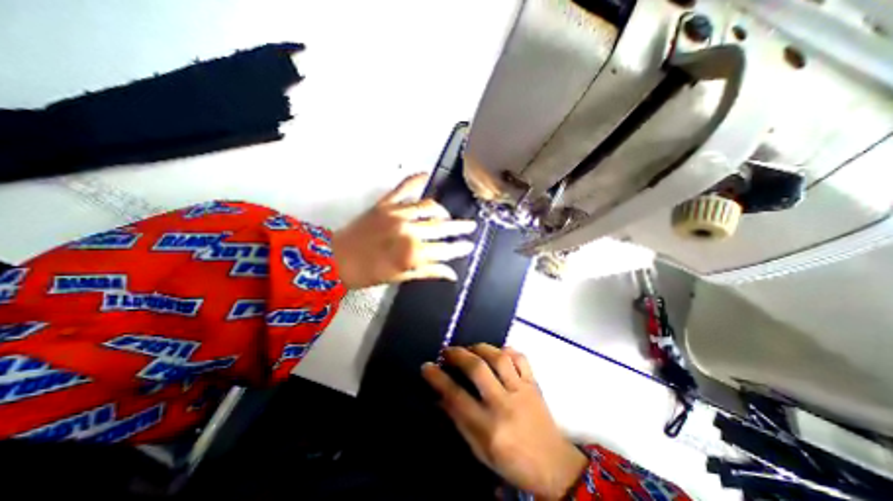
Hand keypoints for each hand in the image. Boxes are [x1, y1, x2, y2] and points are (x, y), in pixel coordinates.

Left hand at [331, 174, 477, 289]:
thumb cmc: (369, 273)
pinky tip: (426, 175)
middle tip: (471, 226)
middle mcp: (409, 230)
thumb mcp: (401, 277)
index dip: (460, 247)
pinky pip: (404, 188)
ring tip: (447, 215)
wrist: (336, 260)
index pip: (446, 249)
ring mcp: (397, 214)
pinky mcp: (385, 204)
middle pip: (442, 227)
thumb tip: (452, 274)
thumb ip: (429, 272)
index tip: (470, 245)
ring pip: (429, 206)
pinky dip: (416, 179)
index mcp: (413, 253)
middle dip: (460, 227)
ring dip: (442, 210)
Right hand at [423, 345, 590, 500]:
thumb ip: (460, 421)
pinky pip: (521, 358)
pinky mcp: (534, 383)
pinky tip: (498, 351)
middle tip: (447, 351)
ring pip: (499, 357)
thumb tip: (441, 396)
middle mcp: (504, 404)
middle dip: (458, 355)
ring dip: (480, 348)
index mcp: (489, 428)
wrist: (554, 466)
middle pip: (478, 369)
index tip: (427, 366)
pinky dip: (507, 350)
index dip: (438, 378)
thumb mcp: (480, 451)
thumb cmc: (512, 462)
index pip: (457, 397)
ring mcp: (522, 390)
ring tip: (470, 348)